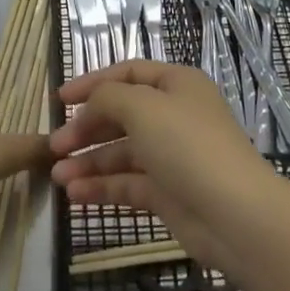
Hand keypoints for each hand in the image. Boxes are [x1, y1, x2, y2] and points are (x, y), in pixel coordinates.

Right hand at [50, 60, 289, 270]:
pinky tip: (75, 194)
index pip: (127, 74)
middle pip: (120, 115)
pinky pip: (127, 183)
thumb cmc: (187, 146)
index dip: (92, 83)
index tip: (59, 99)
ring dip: (88, 162)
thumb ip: (107, 97)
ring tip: (57, 176)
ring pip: (121, 153)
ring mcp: (171, 156)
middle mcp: (174, 116)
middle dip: (85, 129)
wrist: (235, 216)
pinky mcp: (168, 193)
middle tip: (54, 145)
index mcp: (176, 85)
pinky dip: (101, 187)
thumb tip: (91, 104)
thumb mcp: (142, 107)